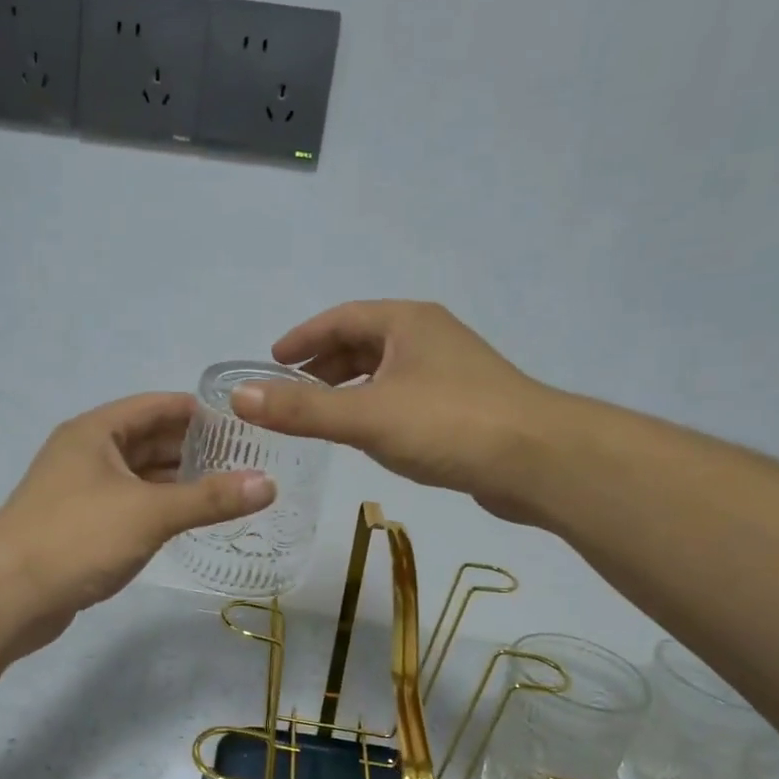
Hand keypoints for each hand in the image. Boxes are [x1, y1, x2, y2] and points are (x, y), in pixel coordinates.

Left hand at [0, 392, 273, 655]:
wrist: (6, 596)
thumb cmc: (77, 537)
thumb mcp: (150, 513)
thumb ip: (210, 498)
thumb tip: (268, 483)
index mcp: (96, 432)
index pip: (157, 406)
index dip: (200, 411)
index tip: (243, 422)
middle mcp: (86, 453)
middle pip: (149, 439)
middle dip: (194, 448)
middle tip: (246, 459)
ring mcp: (80, 490)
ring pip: (139, 475)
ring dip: (178, 480)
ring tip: (228, 489)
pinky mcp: (79, 525)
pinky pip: (129, 504)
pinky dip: (159, 506)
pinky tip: (189, 519)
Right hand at [232, 301, 552, 523]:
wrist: (539, 460)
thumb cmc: (449, 425)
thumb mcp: (366, 416)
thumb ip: (302, 409)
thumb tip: (240, 396)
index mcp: (406, 323)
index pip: (341, 318)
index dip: (303, 337)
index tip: (272, 360)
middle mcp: (429, 337)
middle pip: (363, 341)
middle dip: (324, 364)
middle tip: (291, 391)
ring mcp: (451, 370)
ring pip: (386, 370)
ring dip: (350, 386)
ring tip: (321, 414)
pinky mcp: (464, 405)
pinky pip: (405, 395)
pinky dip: (376, 406)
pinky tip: (369, 434)